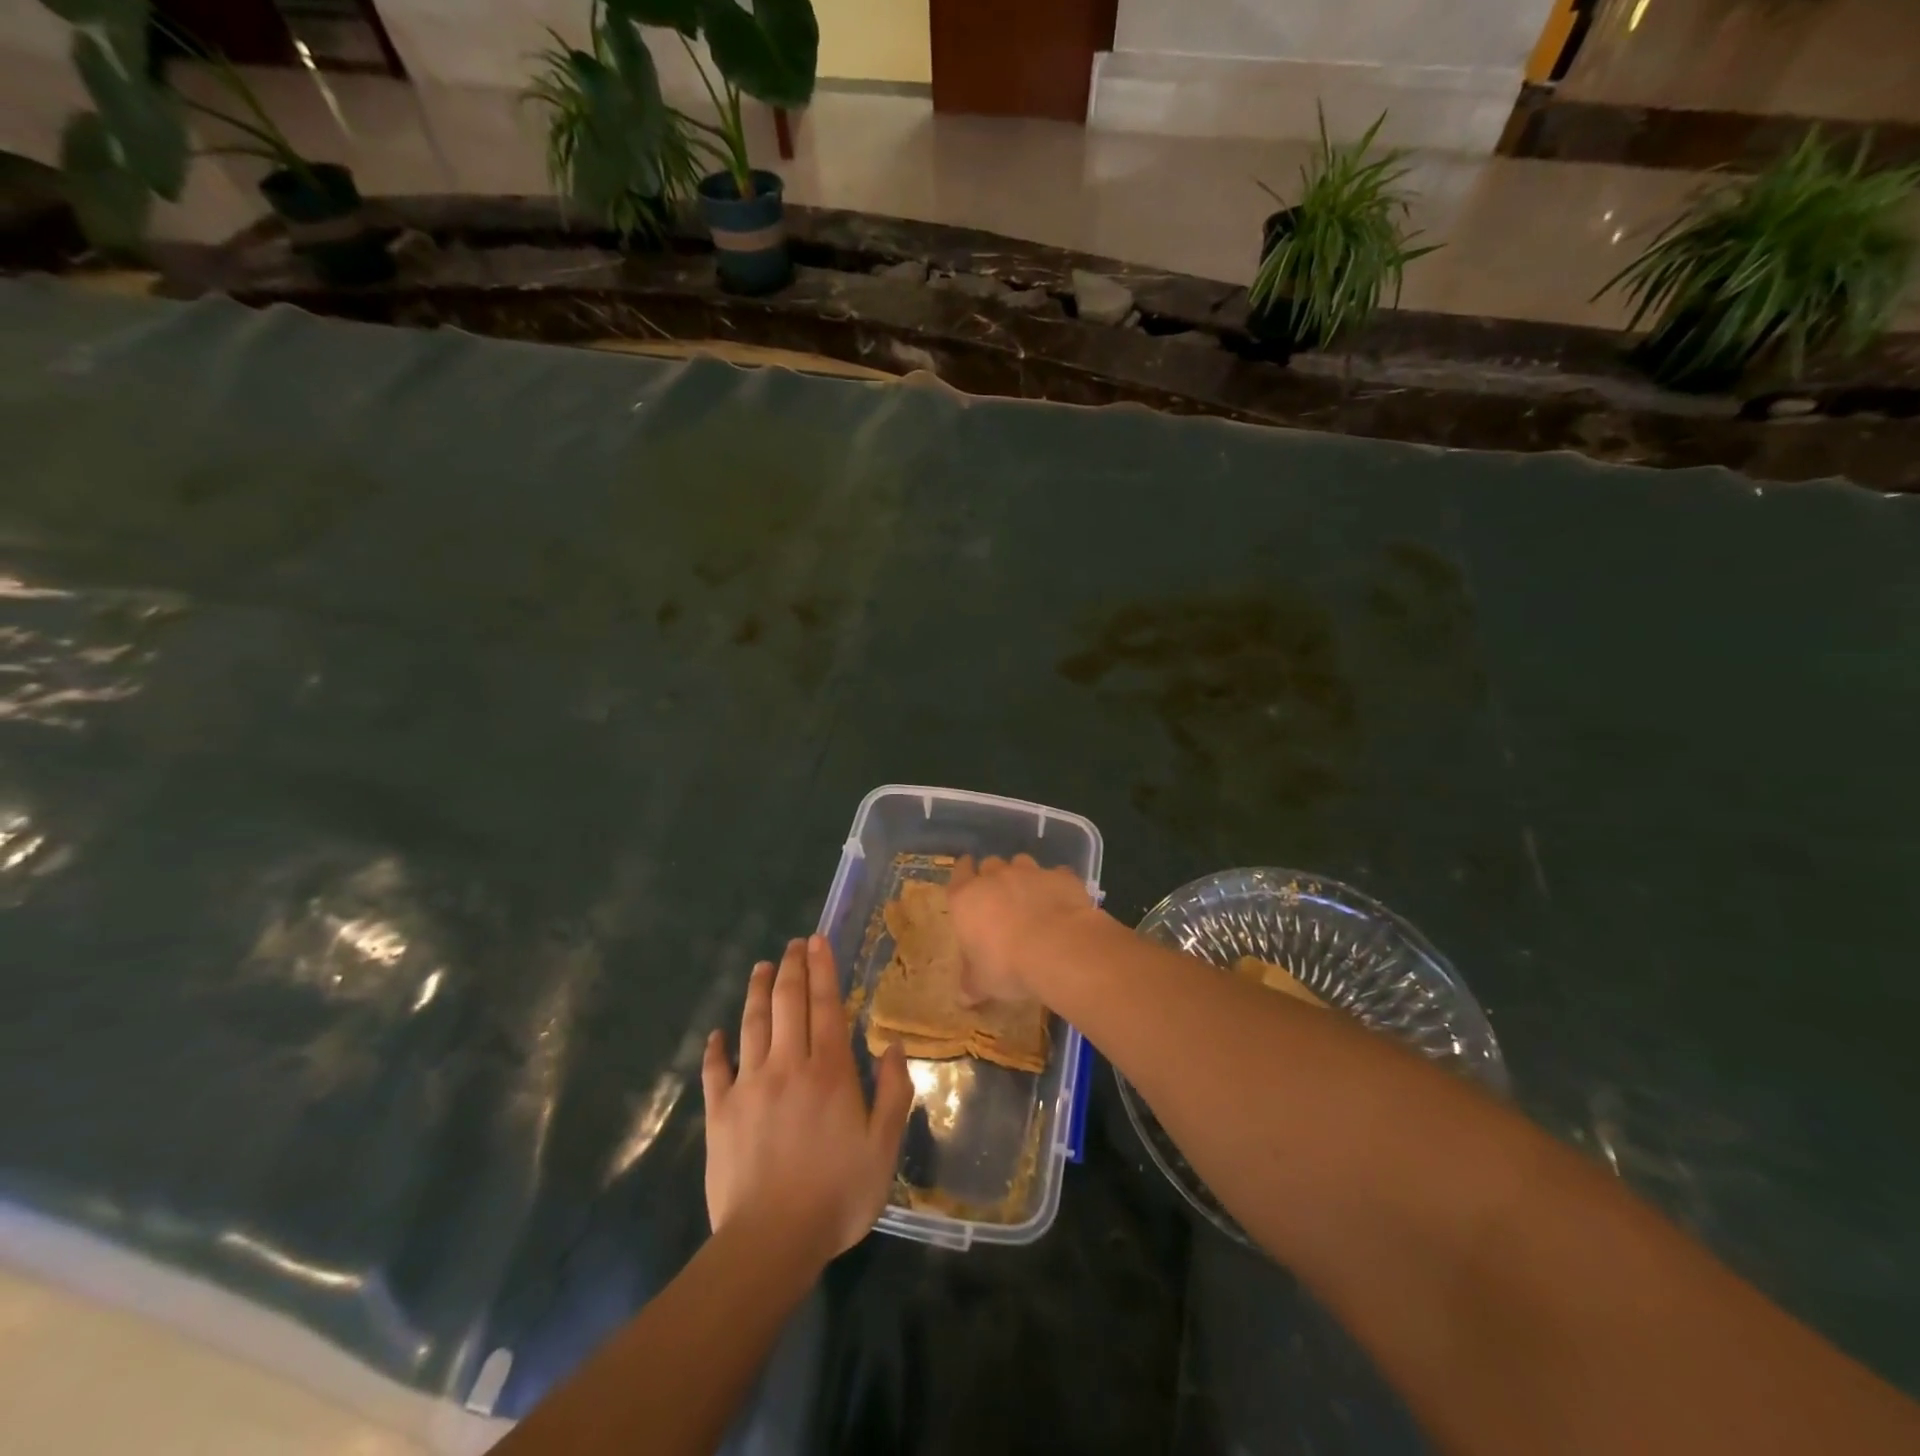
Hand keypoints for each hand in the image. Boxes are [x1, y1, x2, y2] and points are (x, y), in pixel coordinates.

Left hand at [702, 935, 912, 1261]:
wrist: (770, 1242)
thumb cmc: (837, 1194)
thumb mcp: (884, 1147)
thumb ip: (893, 1092)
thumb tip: (892, 1045)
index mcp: (829, 1070)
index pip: (825, 1005)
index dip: (822, 969)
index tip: (817, 941)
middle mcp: (788, 1065)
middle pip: (787, 1003)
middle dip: (791, 968)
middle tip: (793, 944)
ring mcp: (749, 1086)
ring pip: (752, 1025)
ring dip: (757, 991)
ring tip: (761, 967)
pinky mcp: (720, 1112)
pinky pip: (715, 1070)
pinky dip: (716, 1048)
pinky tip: (717, 1034)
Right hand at [946, 853, 1101, 1003]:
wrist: (1056, 947)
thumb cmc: (1006, 965)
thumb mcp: (983, 983)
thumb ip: (972, 984)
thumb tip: (962, 998)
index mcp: (966, 899)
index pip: (958, 874)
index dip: (963, 872)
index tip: (966, 872)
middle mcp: (995, 878)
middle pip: (990, 865)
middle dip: (993, 876)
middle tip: (999, 896)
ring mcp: (1029, 873)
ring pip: (1021, 862)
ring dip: (1023, 876)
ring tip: (1030, 896)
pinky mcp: (1060, 876)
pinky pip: (1056, 875)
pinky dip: (1056, 885)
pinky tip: (1061, 902)